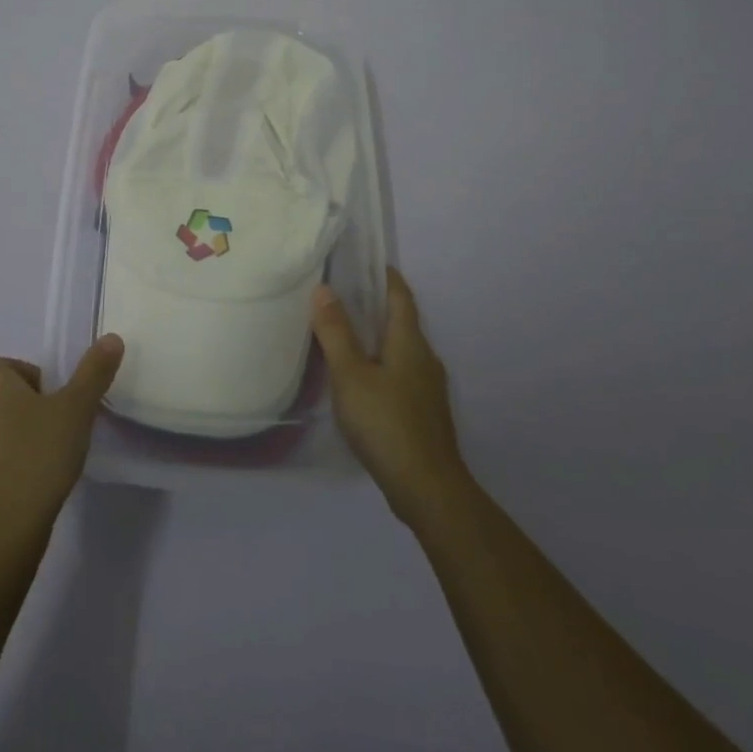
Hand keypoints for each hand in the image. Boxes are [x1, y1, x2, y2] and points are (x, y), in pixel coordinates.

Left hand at [0, 335, 124, 543]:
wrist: (0, 532)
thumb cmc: (37, 455)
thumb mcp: (76, 409)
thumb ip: (93, 372)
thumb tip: (111, 338)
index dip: (16, 371)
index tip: (45, 394)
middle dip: (11, 402)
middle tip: (47, 421)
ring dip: (1, 432)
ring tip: (36, 451)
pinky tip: (24, 480)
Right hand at [312, 268, 473, 530]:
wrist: (428, 489)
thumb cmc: (387, 423)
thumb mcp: (351, 375)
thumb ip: (336, 332)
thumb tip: (324, 289)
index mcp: (410, 342)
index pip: (401, 296)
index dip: (386, 276)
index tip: (366, 262)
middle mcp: (425, 358)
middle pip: (402, 322)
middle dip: (376, 306)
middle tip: (342, 296)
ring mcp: (428, 388)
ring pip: (401, 350)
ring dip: (377, 337)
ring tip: (345, 335)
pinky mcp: (424, 413)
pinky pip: (400, 374)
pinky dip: (381, 364)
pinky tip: (361, 380)